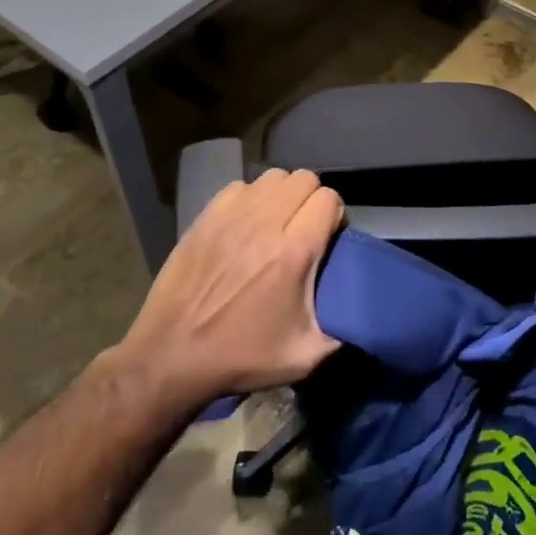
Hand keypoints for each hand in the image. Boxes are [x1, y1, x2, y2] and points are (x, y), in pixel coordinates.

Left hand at [113, 169, 343, 411]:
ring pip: (272, 177)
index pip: (329, 199)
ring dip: (283, 196)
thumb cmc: (241, 357)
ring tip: (278, 224)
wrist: (171, 357)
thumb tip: (364, 314)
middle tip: (306, 230)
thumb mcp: (304, 356)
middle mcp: (264, 223)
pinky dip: (251, 199)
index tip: (329, 239)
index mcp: (293, 252)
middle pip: (303, 179)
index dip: (336, 216)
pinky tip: (247, 225)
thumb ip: (344, 330)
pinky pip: (240, 187)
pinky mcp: (204, 218)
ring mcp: (230, 216)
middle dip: (312, 200)